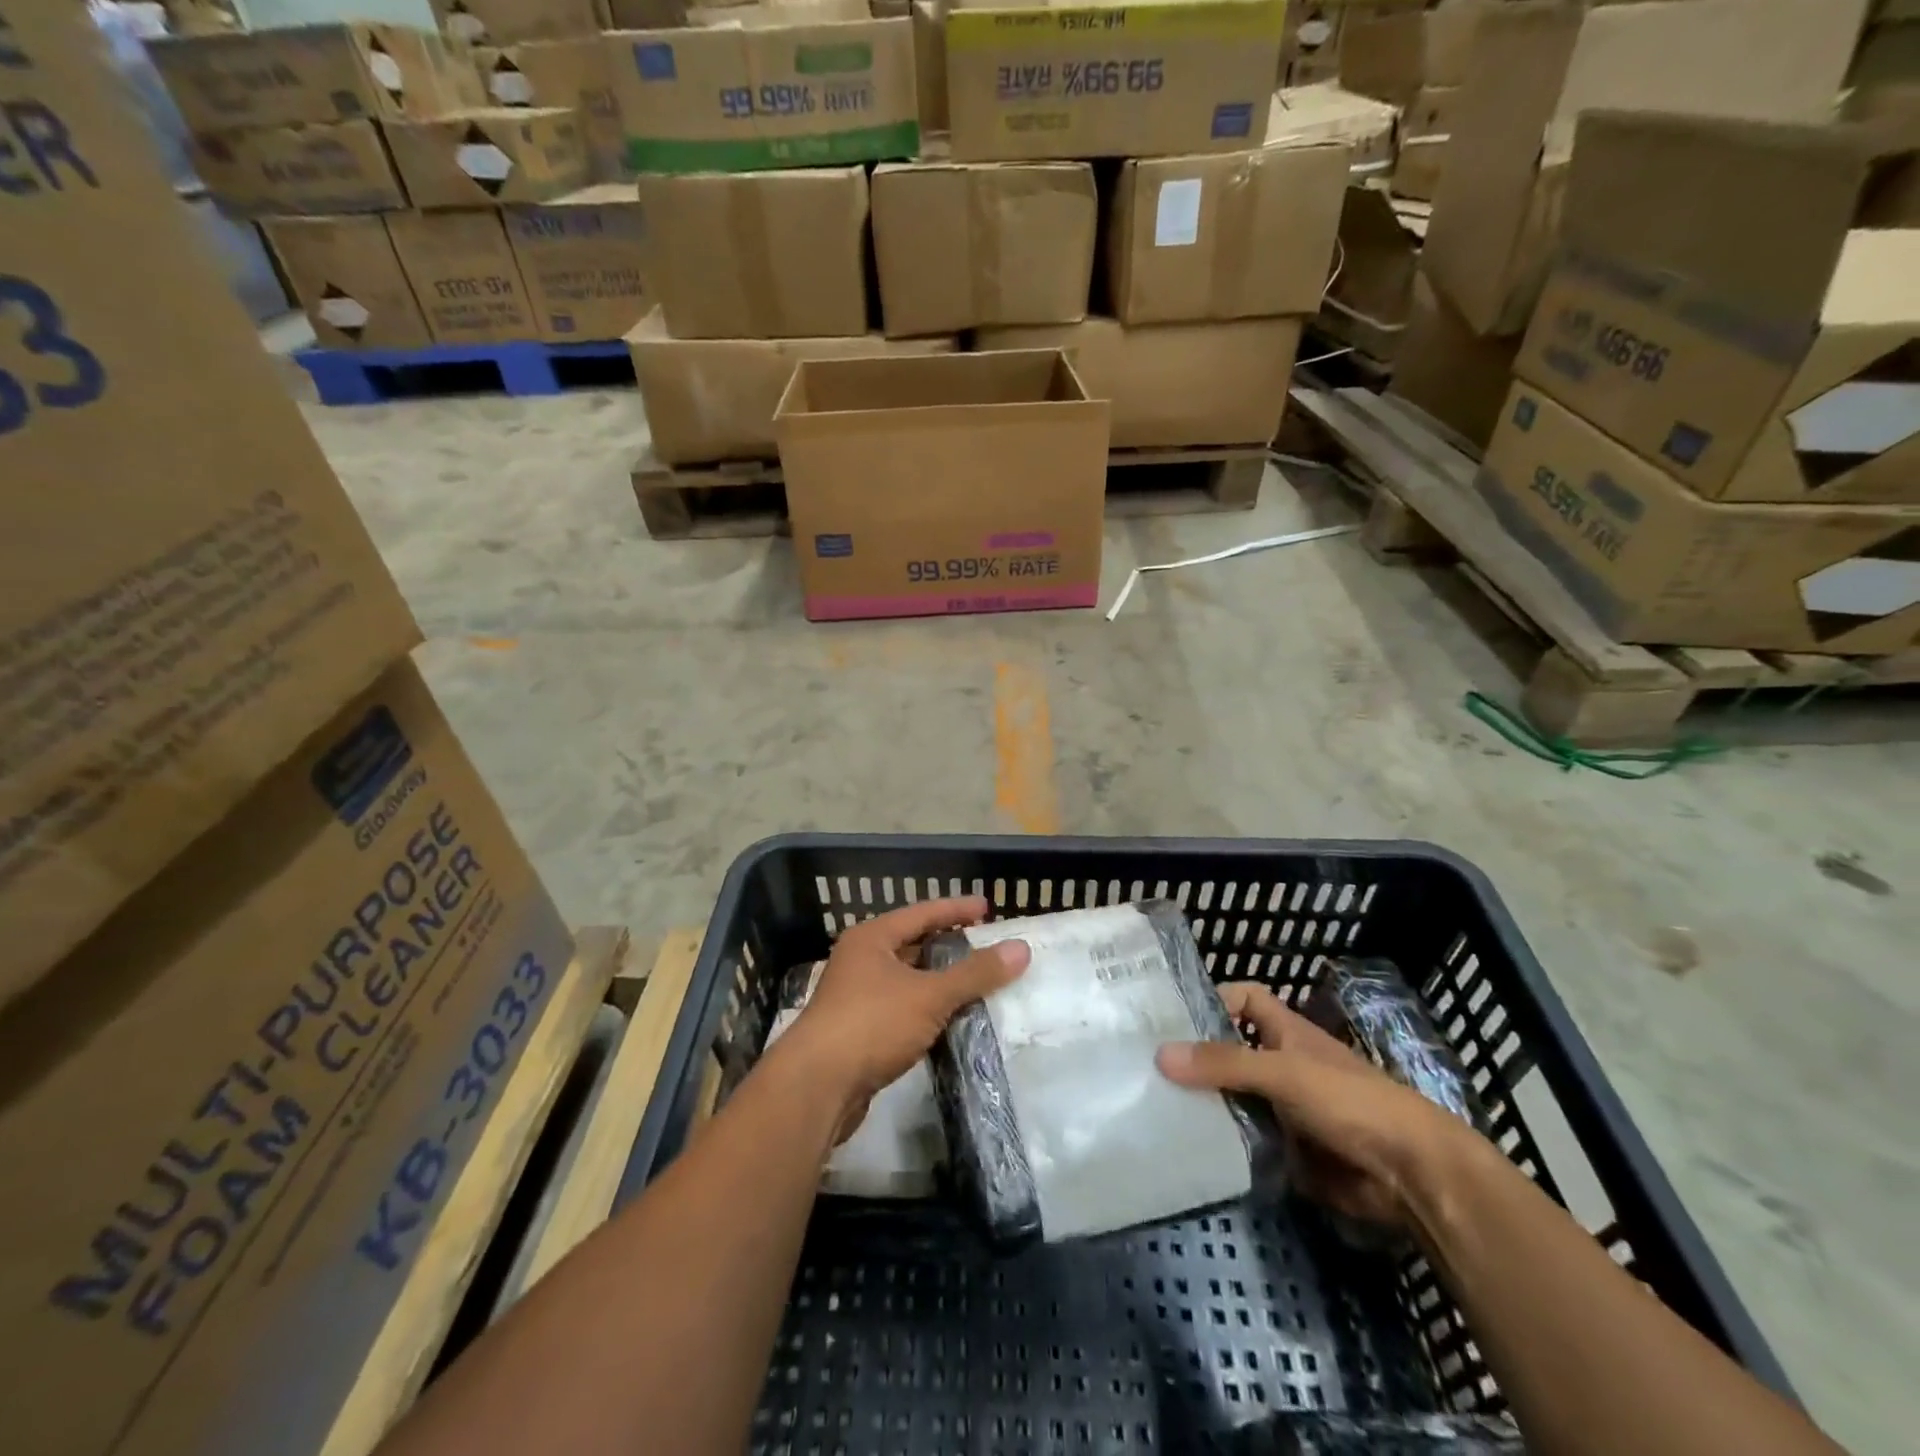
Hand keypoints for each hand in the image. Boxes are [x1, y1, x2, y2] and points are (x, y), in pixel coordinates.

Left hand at [783, 896, 1028, 1137]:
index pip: (922, 913)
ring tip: (976, 983)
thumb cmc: (871, 1024)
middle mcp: (860, 960)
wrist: (816, 1087)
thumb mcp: (930, 995)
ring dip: (939, 981)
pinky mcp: (857, 1031)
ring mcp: (855, 997)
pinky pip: (901, 1009)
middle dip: (949, 946)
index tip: (987, 908)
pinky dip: (926, 1009)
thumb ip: (975, 973)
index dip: (956, 909)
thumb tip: (1021, 949)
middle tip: (986, 947)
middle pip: (912, 944)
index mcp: (872, 938)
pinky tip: (949, 1021)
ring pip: (907, 980)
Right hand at [1157, 982, 1478, 1226]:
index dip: (1213, 999)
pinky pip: (1244, 1139)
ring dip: (1203, 1102)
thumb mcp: (1284, 1072)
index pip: (1244, 999)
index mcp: (1285, 1033)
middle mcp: (1281, 1065)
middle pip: (1229, 1051)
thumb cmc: (1350, 1102)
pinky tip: (1185, 1146)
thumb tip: (1160, 1054)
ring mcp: (1283, 1109)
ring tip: (1152, 1104)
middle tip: (1144, 1064)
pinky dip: (1220, 1142)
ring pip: (1233, 1097)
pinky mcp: (1286, 1150)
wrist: (1411, 1176)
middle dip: (1195, 1057)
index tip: (1170, 1015)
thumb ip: (1225, 1063)